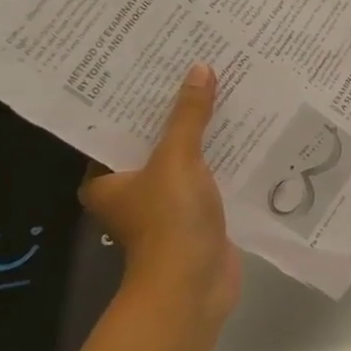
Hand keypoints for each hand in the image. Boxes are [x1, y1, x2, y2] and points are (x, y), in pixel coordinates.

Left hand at [82, 64, 242, 336]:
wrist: (193, 286)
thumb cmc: (169, 221)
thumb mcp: (177, 160)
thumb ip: (189, 116)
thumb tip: (200, 69)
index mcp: (105, 179)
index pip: (117, 127)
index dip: (138, 97)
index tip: (158, 64)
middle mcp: (130, 190)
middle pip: (154, 140)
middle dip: (177, 111)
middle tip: (198, 69)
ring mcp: (165, 205)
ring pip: (185, 158)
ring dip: (205, 134)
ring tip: (226, 92)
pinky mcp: (196, 215)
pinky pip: (209, 176)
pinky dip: (223, 158)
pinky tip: (246, 132)